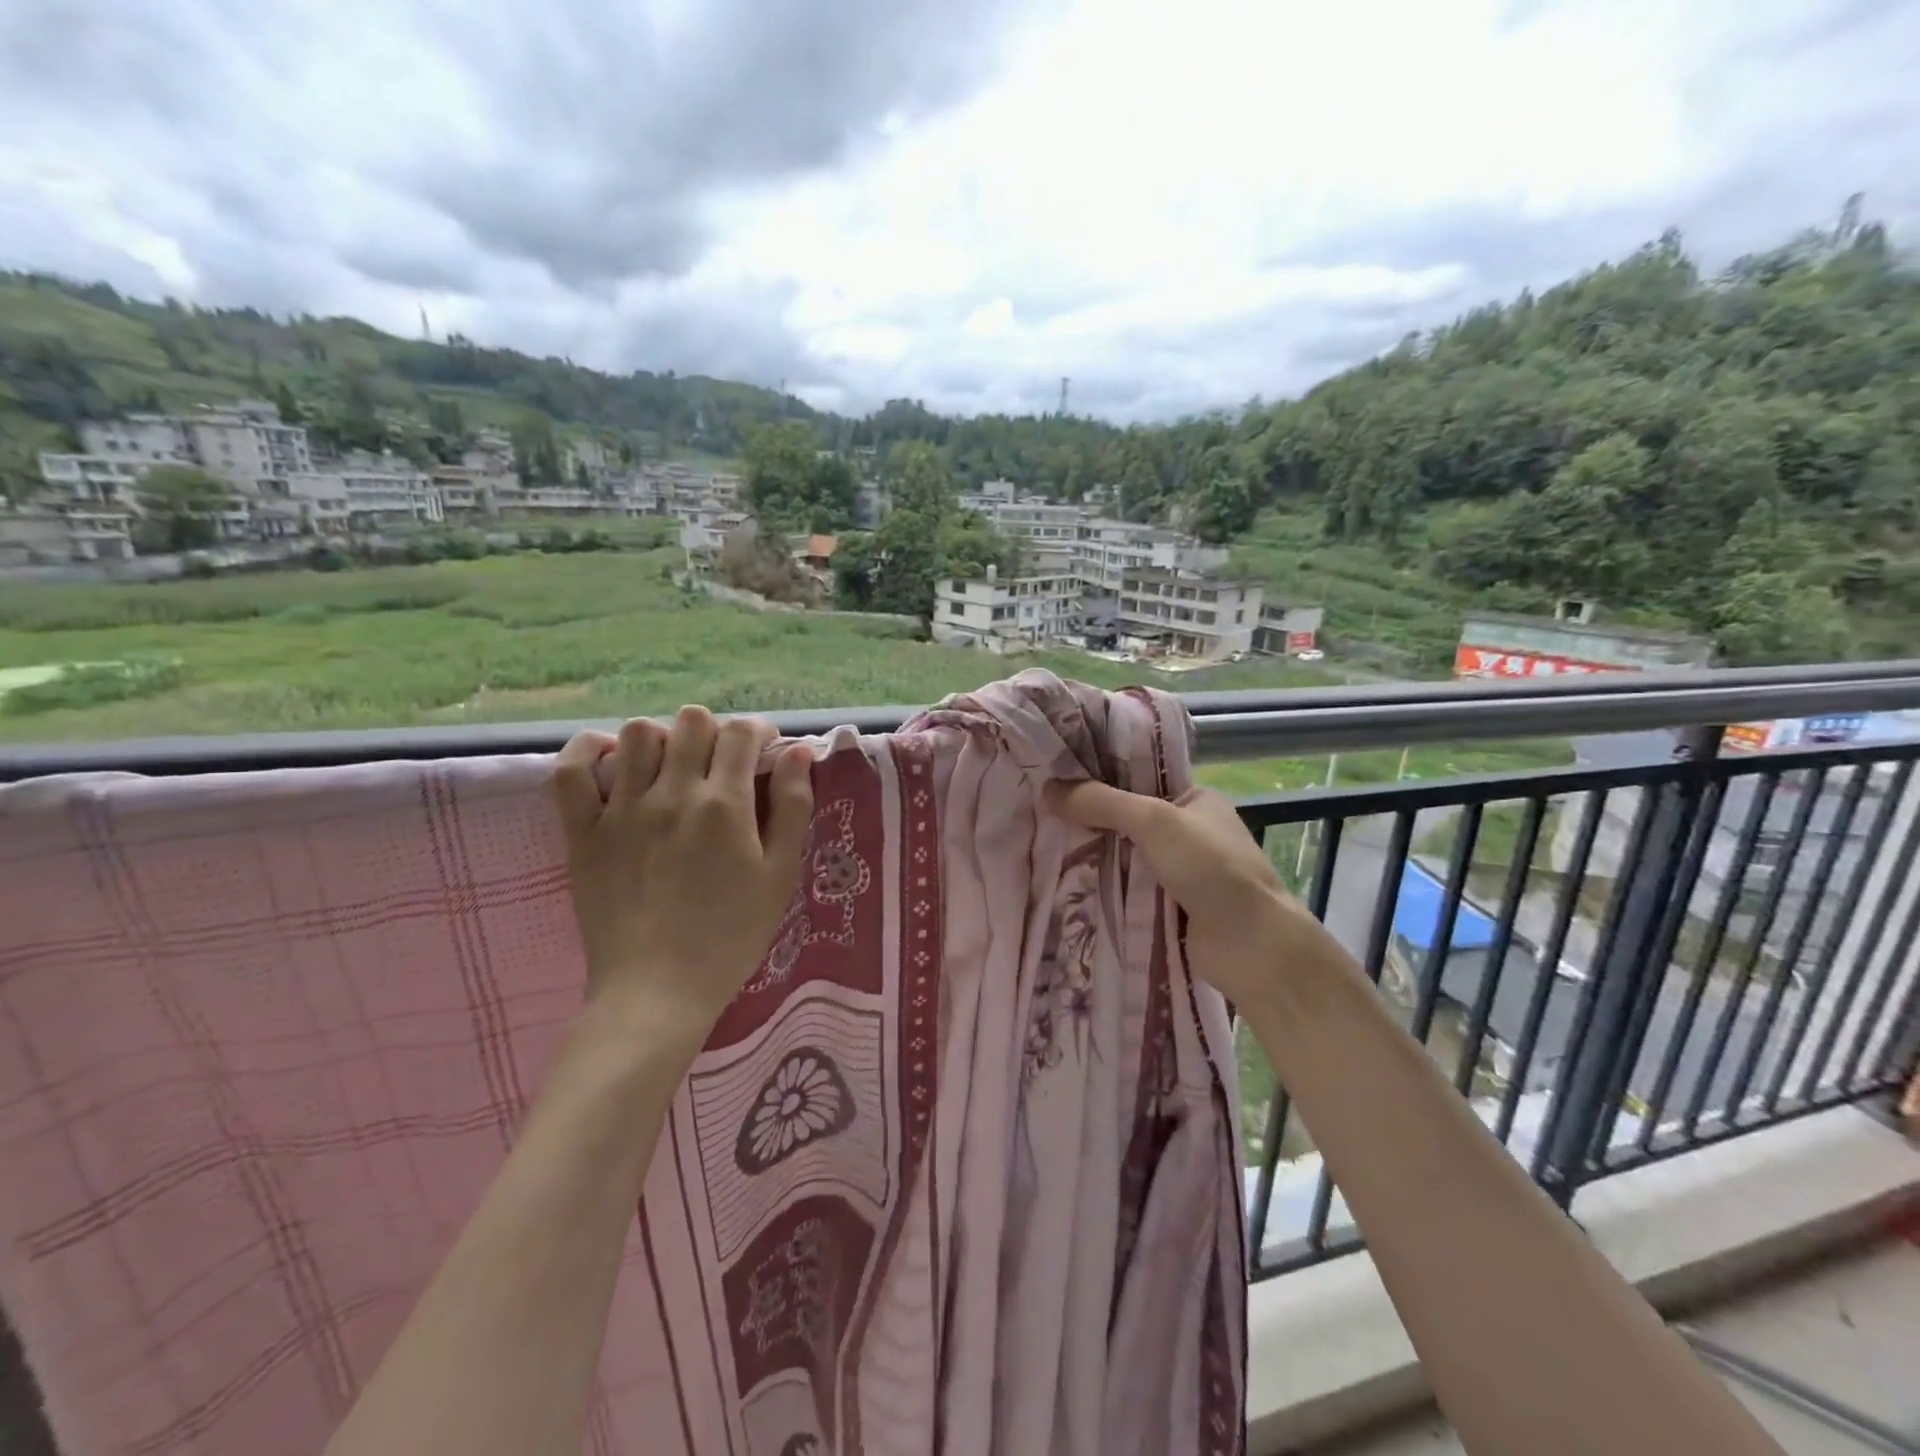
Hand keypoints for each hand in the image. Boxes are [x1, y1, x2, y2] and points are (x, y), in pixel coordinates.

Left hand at [553, 707, 813, 1050]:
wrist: (656, 992)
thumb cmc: (730, 937)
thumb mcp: (780, 875)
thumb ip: (793, 807)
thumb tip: (800, 753)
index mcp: (724, 805)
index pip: (742, 733)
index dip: (760, 733)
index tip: (764, 753)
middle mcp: (672, 794)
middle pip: (692, 721)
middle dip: (715, 732)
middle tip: (721, 764)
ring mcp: (620, 810)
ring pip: (636, 733)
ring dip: (662, 738)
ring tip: (670, 766)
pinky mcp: (582, 832)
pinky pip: (570, 770)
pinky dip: (588, 752)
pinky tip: (610, 760)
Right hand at [1044, 781, 1350, 1009]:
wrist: (1254, 947)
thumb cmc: (1212, 869)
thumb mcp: (1155, 821)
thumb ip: (1102, 803)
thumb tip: (1047, 789)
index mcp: (1194, 799)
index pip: (1137, 778)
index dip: (1098, 778)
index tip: (1054, 778)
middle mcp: (1187, 831)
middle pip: (1126, 819)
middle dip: (1088, 820)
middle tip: (1039, 813)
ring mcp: (1179, 872)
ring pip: (1123, 856)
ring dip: (1092, 856)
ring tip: (1040, 845)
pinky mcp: (1169, 907)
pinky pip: (1126, 890)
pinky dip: (1102, 888)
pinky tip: (1064, 883)